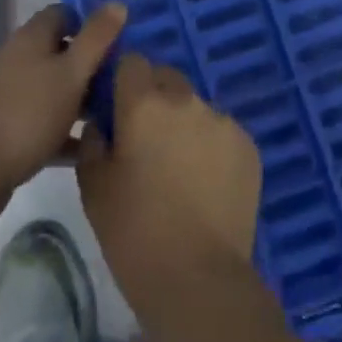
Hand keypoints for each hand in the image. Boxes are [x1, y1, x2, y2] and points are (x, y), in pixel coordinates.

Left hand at [0, 3, 125, 221]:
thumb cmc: (28, 112)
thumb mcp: (72, 72)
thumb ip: (96, 38)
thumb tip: (117, 3)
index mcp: (33, 38)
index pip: (65, 14)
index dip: (91, 23)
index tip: (120, 40)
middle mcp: (21, 60)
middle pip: (63, 52)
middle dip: (93, 64)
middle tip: (126, 79)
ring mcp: (14, 96)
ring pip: (57, 90)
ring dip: (83, 100)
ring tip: (119, 114)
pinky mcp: (11, 131)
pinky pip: (47, 124)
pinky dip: (67, 133)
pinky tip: (93, 148)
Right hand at [77, 54, 261, 302]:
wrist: (198, 279)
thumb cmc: (134, 233)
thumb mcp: (93, 188)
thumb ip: (93, 142)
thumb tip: (102, 123)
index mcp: (144, 103)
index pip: (132, 62)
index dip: (123, 82)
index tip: (119, 110)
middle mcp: (186, 100)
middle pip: (167, 78)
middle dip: (155, 98)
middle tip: (147, 142)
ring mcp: (222, 120)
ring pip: (196, 107)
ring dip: (184, 125)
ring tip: (180, 171)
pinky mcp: (247, 144)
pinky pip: (221, 132)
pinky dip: (211, 147)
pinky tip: (206, 185)